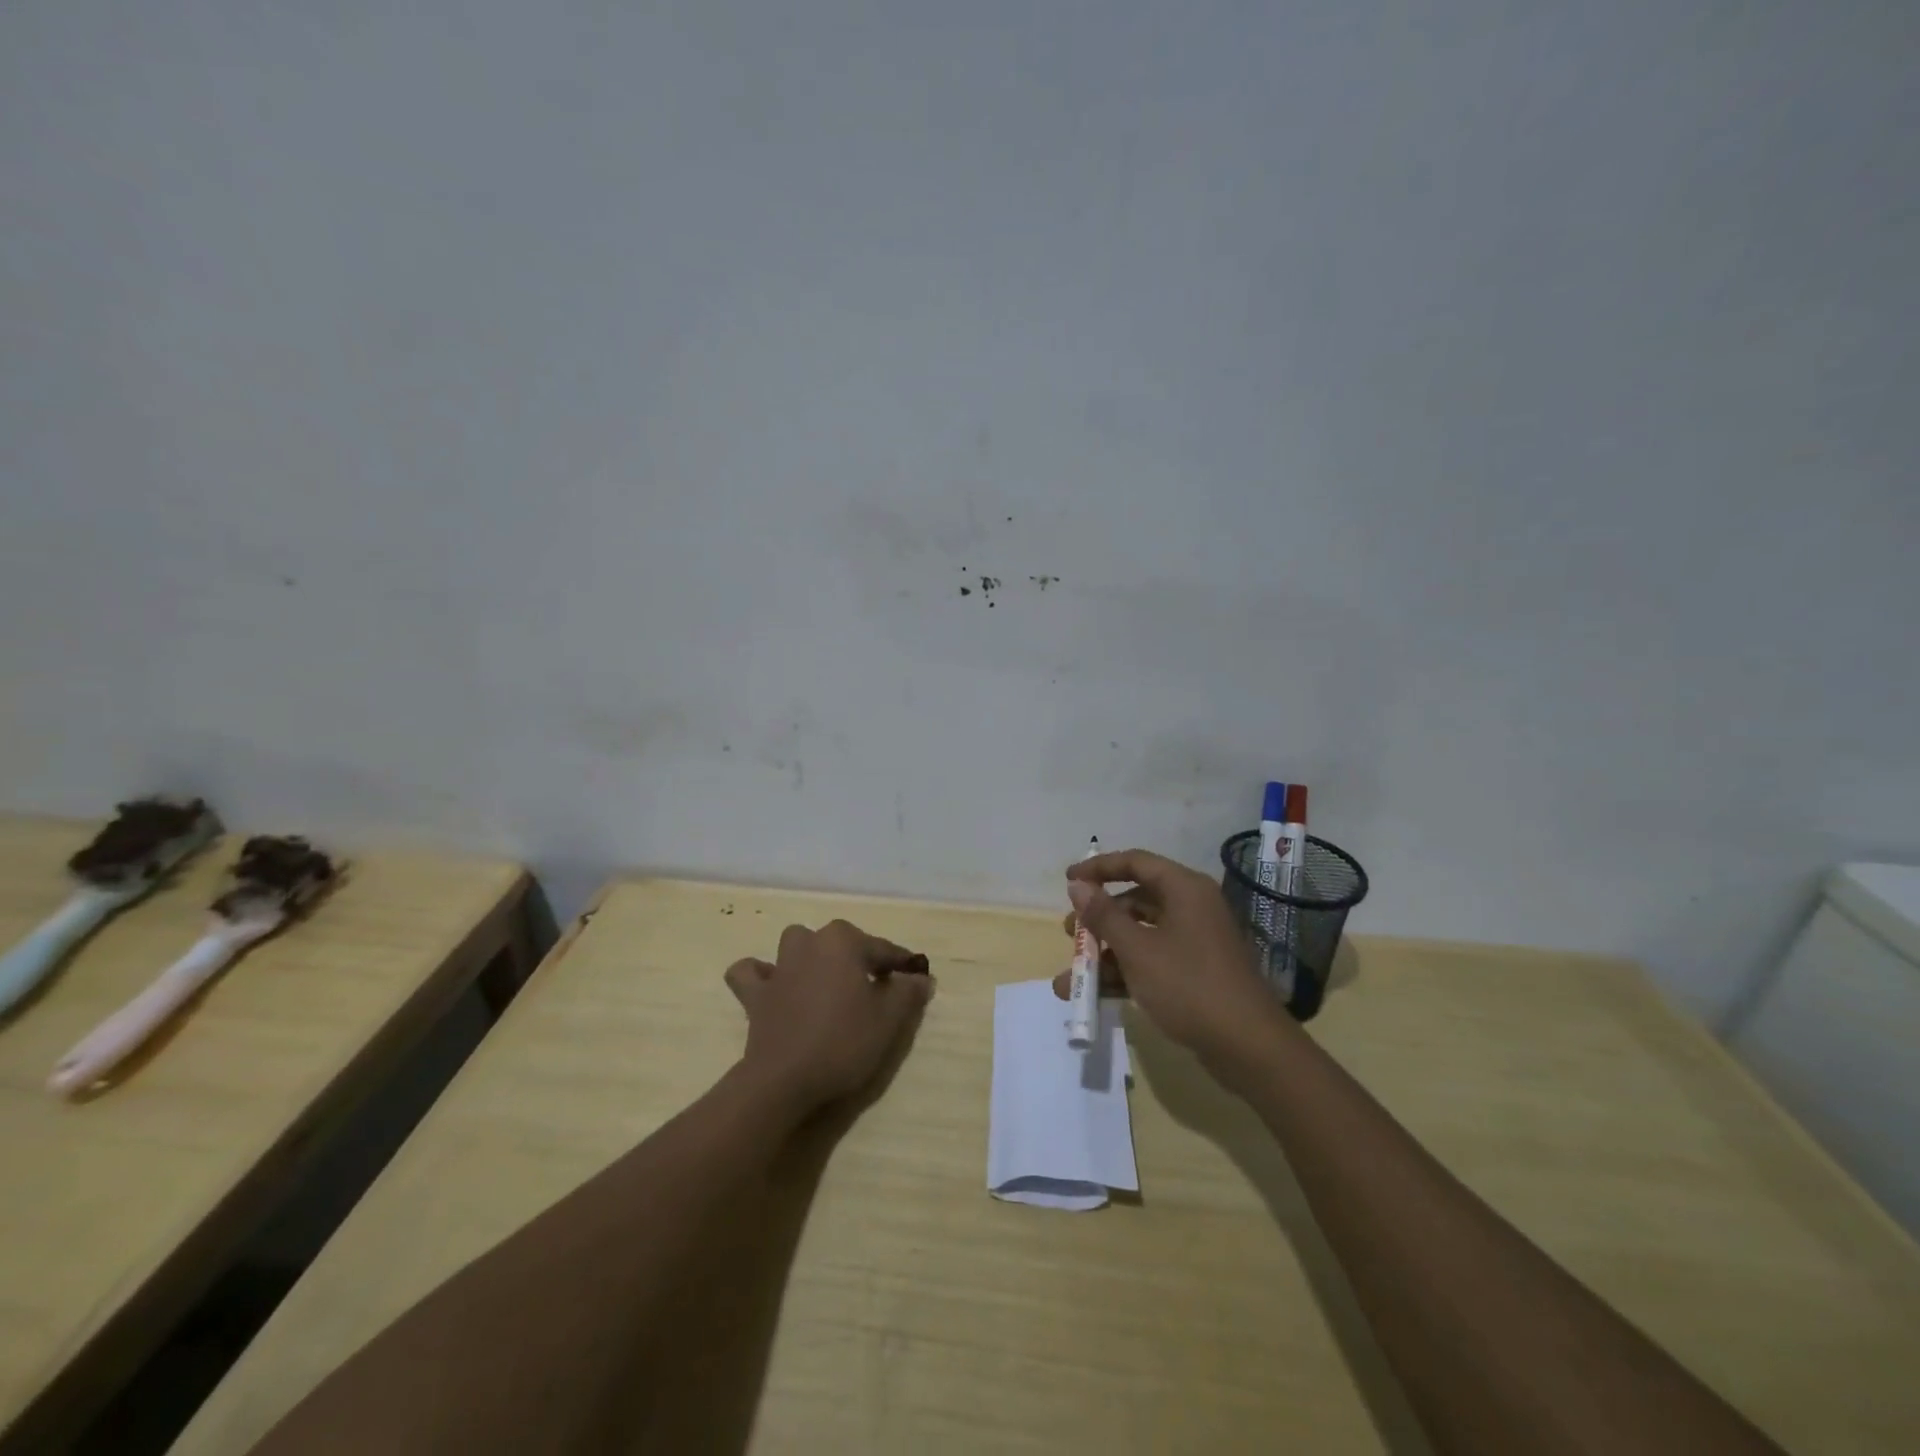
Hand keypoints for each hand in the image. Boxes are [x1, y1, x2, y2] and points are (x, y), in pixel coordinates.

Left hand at [725, 919, 933, 1112]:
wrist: (784, 1080)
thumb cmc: (843, 1042)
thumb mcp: (889, 1019)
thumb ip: (908, 991)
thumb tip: (920, 976)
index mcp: (843, 941)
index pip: (883, 950)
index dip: (903, 967)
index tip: (917, 981)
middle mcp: (809, 942)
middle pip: (842, 943)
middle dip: (859, 960)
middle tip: (876, 992)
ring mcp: (778, 966)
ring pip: (797, 946)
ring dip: (811, 958)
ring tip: (826, 984)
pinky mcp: (754, 994)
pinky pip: (752, 973)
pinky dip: (761, 975)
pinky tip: (774, 988)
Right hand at [1052, 848, 1283, 1056]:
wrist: (1249, 1048)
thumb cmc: (1189, 986)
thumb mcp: (1137, 950)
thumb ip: (1103, 916)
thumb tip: (1077, 885)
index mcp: (1184, 889)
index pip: (1135, 862)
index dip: (1099, 868)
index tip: (1068, 879)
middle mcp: (1191, 907)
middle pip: (1135, 901)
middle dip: (1098, 920)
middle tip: (1071, 934)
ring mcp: (1195, 941)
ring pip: (1140, 935)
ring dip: (1105, 955)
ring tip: (1070, 981)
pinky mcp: (1196, 972)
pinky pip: (1152, 960)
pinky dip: (1125, 974)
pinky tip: (1096, 996)